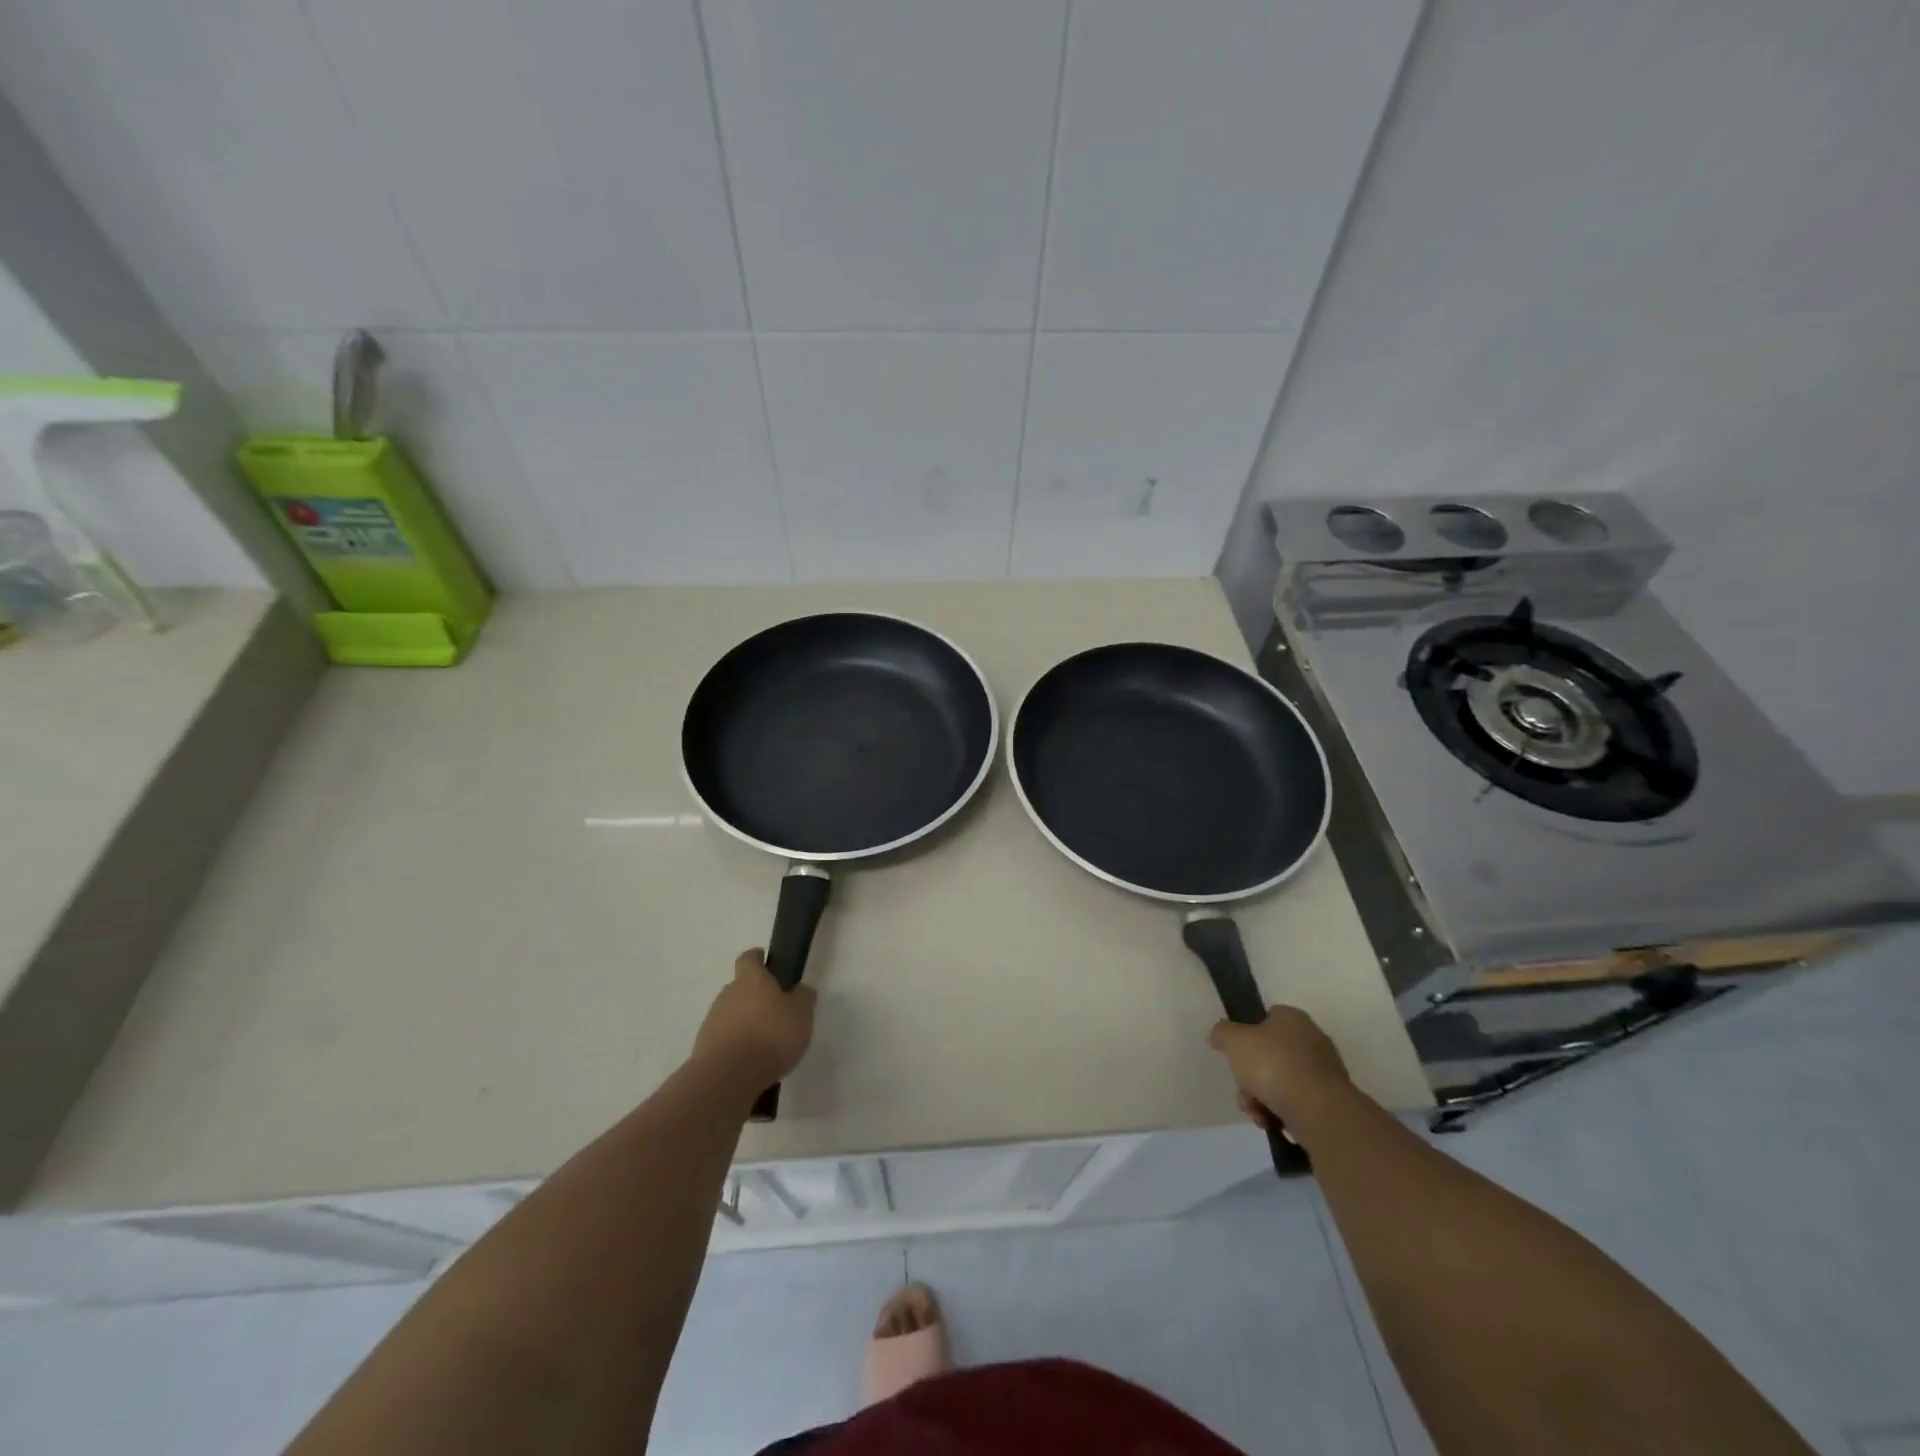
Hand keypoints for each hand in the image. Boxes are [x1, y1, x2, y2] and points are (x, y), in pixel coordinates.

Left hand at [694, 949, 815, 1089]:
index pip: (749, 958)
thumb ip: (803, 998)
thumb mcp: (802, 1014)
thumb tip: (799, 990)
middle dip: (756, 999)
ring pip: (732, 1016)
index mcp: (751, 980)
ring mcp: (713, 1021)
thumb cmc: (770, 1037)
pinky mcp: (704, 1048)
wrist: (726, 1078)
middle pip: (741, 989)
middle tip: (776, 1015)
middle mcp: (728, 994)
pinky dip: (736, 1048)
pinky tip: (752, 1065)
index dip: (758, 959)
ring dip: (746, 1025)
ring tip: (765, 1047)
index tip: (769, 965)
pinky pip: (725, 1040)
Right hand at [1209, 1005, 1351, 1128]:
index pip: (1267, 1017)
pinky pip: (1296, 1103)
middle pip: (1270, 1054)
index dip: (1248, 1033)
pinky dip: (1281, 1112)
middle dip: (1251, 1075)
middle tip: (1242, 1089)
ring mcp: (1323, 1072)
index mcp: (1292, 1018)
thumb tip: (1220, 1034)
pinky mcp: (1330, 1102)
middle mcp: (1312, 1040)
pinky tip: (1271, 1122)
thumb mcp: (1234, 1041)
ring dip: (1262, 1097)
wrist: (1317, 1110)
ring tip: (1256, 1112)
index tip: (1236, 1053)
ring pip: (1280, 1081)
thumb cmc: (1273, 1064)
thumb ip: (1222, 1033)